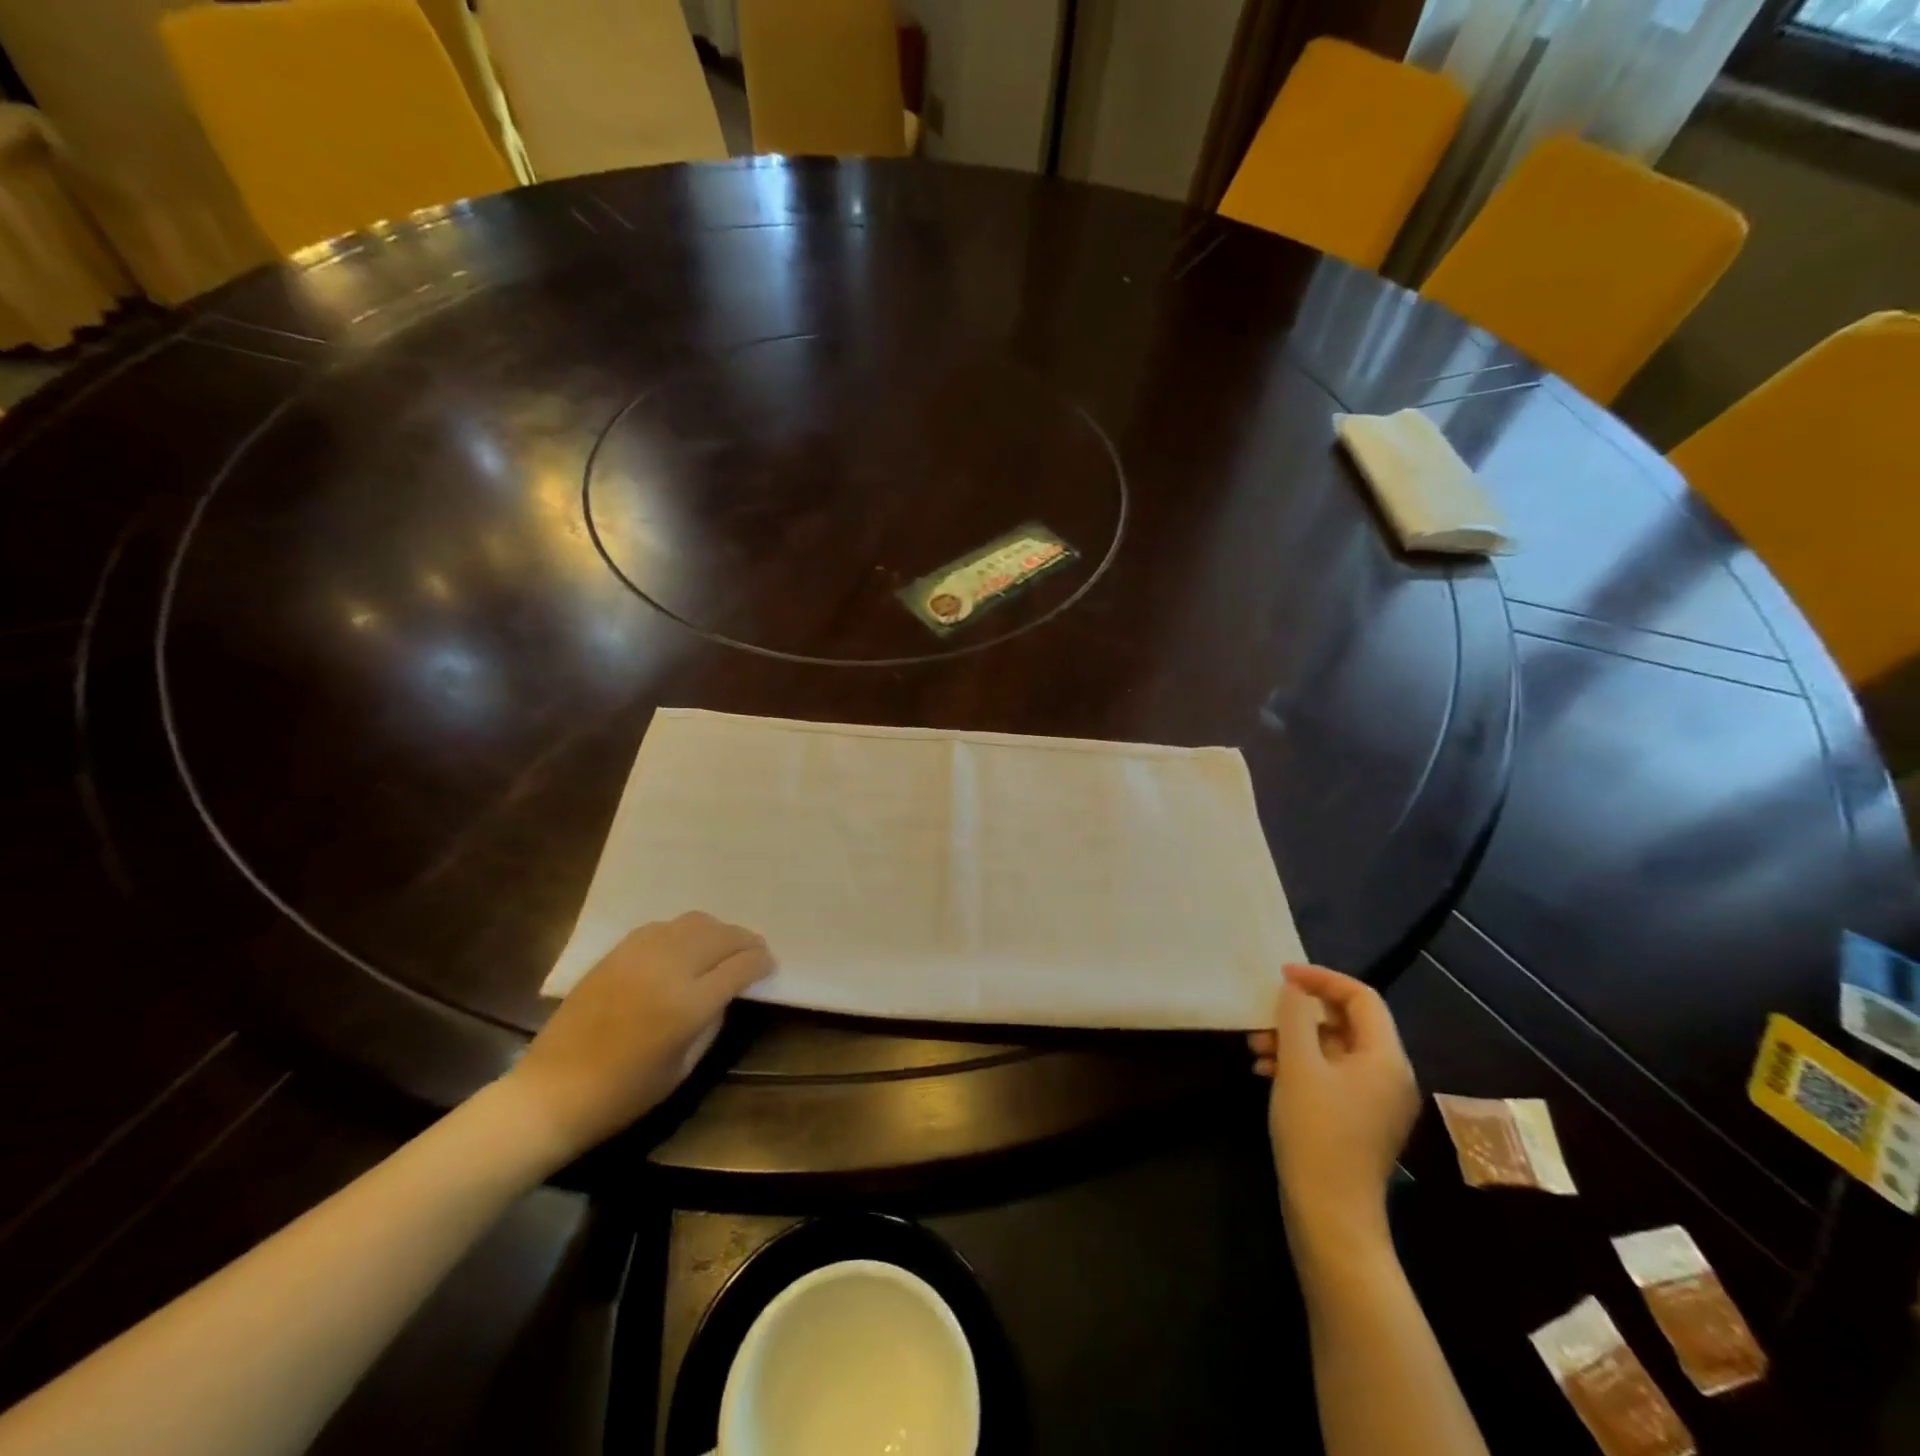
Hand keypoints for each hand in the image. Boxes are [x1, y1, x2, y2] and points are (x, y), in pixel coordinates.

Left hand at [505, 912, 773, 1161]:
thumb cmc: (623, 1094)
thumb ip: (711, 1022)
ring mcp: (640, 955)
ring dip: (717, 931)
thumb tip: (727, 992)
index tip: (769, 966)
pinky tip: (685, 947)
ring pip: (694, 922)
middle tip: (755, 952)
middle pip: (722, 936)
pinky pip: (663, 927)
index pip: (740, 966)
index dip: (761, 962)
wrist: (551, 1092)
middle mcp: (669, 969)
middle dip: (745, 941)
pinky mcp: (617, 952)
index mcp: (688, 1005)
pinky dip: (684, 931)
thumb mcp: (683, 1066)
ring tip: (723, 946)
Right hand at [1249, 964, 1418, 1248]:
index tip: (1282, 976)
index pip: (1361, 997)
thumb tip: (1295, 988)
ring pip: (1335, 1050)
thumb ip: (1295, 1018)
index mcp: (1385, 1058)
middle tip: (1263, 1015)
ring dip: (1294, 1040)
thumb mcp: (1298, 1066)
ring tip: (1256, 1048)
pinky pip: (1332, 1075)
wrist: (1330, 1213)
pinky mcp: (1361, 1120)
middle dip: (1300, 1014)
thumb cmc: (1316, 1131)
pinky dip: (1301, 1066)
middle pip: (1347, 1022)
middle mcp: (1390, 1075)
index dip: (1321, 978)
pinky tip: (1266, 1073)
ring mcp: (1377, 1101)